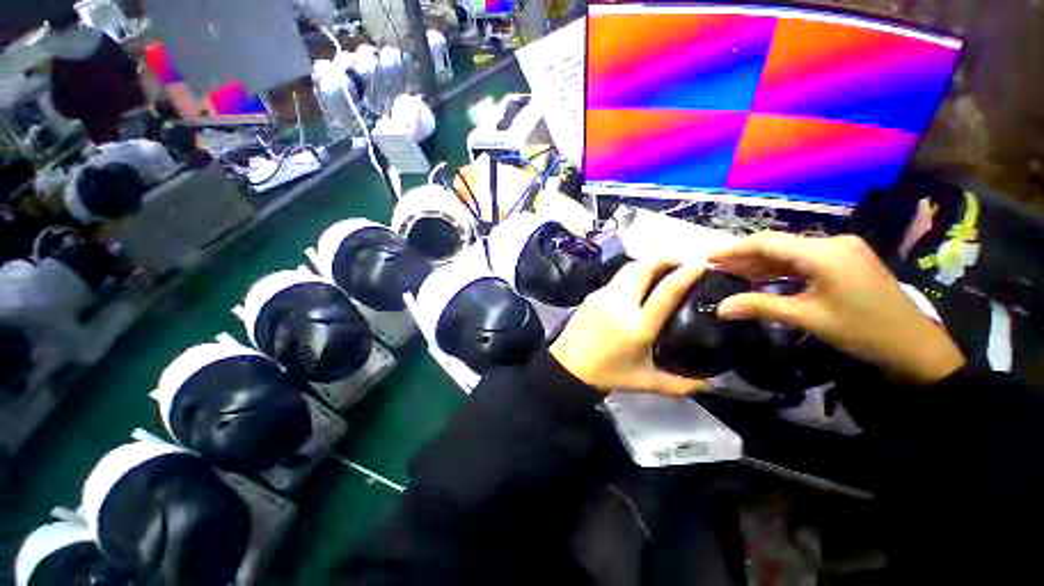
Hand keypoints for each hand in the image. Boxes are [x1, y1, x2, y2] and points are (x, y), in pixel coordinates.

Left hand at [550, 261, 709, 394]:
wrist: (568, 367)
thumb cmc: (607, 374)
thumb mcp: (645, 381)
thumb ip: (679, 384)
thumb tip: (709, 384)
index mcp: (638, 325)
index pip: (666, 291)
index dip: (685, 273)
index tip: (700, 263)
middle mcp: (620, 304)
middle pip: (643, 268)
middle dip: (665, 259)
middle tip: (680, 262)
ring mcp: (603, 296)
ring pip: (628, 269)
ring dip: (647, 264)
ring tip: (660, 270)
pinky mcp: (591, 295)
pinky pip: (616, 279)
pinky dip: (631, 275)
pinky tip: (637, 285)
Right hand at [710, 233, 965, 384]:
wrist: (914, 345)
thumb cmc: (863, 331)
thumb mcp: (808, 318)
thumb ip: (762, 306)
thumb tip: (720, 308)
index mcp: (824, 253)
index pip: (768, 243)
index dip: (734, 249)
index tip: (708, 257)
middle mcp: (832, 243)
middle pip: (778, 245)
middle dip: (744, 256)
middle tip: (716, 267)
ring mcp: (842, 250)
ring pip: (790, 253)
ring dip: (761, 263)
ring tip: (732, 272)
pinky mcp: (846, 261)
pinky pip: (804, 260)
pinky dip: (781, 269)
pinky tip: (762, 276)